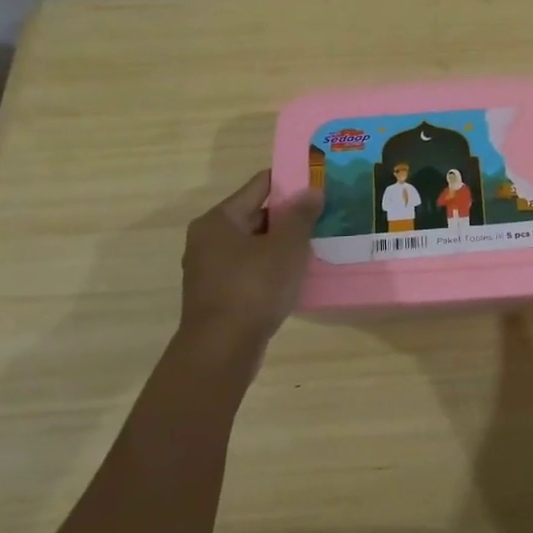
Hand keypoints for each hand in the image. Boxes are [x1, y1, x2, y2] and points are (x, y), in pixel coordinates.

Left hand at [177, 171, 322, 362]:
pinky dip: (271, 267)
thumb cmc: (254, 289)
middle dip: (290, 216)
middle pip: (256, 215)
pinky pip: (250, 269)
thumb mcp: (286, 247)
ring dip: (282, 244)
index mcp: (219, 219)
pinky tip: (297, 275)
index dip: (291, 181)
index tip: (319, 182)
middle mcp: (208, 239)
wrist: (222, 350)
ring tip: (317, 244)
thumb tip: (312, 190)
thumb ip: (301, 216)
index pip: (260, 185)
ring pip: (254, 245)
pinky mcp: (218, 294)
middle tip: (324, 215)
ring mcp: (210, 269)